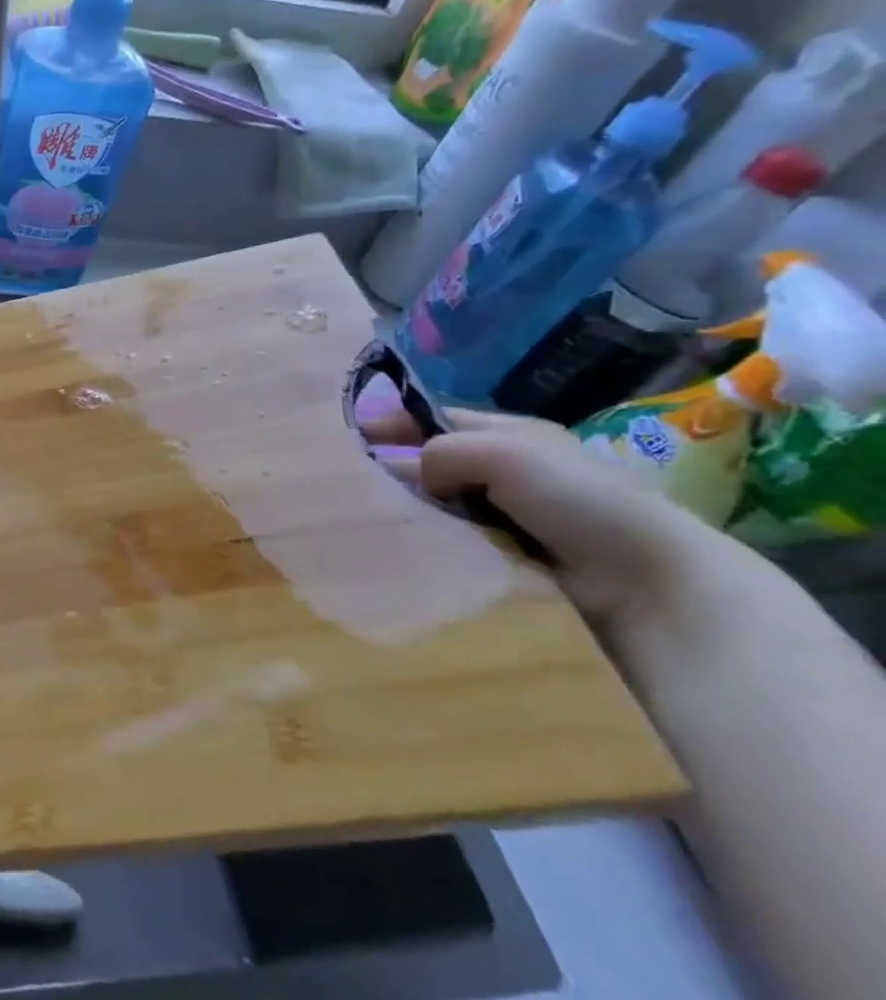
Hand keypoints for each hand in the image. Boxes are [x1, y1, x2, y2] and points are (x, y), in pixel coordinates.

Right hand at [357, 379, 750, 640]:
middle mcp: (506, 470)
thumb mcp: (505, 453)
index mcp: (509, 434)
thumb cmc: (579, 499)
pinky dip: (430, 540)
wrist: (647, 581)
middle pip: (432, 461)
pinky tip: (408, 546)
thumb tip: (411, 474)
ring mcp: (506, 515)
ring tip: (372, 517)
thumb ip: (443, 450)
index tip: (352, 435)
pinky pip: (451, 539)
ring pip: (437, 502)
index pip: (436, 418)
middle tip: (353, 482)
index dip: (395, 421)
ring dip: (411, 508)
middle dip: (395, 468)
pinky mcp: (505, 556)